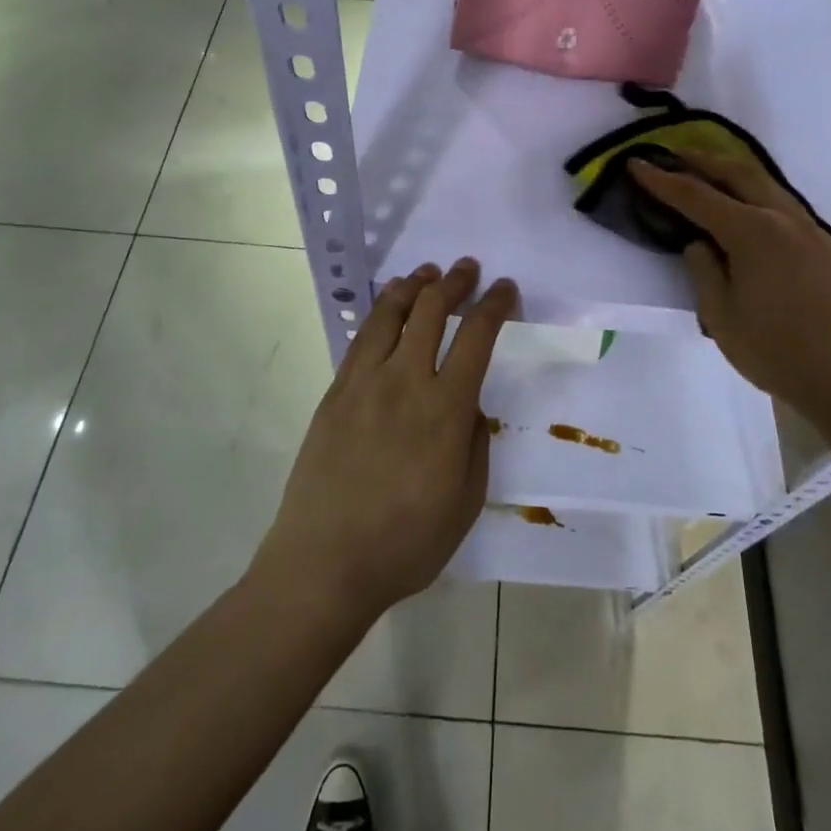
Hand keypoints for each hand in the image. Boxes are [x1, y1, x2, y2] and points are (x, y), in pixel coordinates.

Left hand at [253, 258, 517, 622]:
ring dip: (412, 287)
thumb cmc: (406, 542)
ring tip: (425, 273)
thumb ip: (475, 445)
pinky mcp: (335, 394)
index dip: (494, 305)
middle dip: (454, 282)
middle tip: (467, 268)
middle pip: (431, 312)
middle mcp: (405, 382)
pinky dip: (379, 314)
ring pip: (390, 316)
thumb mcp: (466, 502)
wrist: (324, 561)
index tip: (505, 288)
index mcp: (445, 409)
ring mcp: (363, 384)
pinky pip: (361, 340)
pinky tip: (387, 311)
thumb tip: (469, 408)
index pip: (476, 338)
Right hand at [631, 155, 830, 432]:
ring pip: (767, 185)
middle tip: (673, 155)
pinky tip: (748, 210)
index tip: (636, 164)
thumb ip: (704, 272)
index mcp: (753, 232)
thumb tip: (700, 245)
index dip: (662, 181)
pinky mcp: (827, 249)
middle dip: (702, 160)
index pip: (696, 196)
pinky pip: (784, 205)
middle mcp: (783, 219)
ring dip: (732, 173)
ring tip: (708, 174)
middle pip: (738, 173)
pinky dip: (756, 194)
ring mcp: (811, 231)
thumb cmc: (778, 352)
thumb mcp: (721, 316)